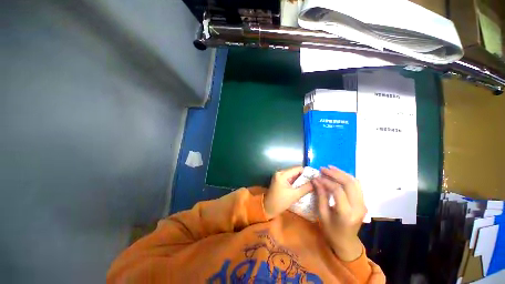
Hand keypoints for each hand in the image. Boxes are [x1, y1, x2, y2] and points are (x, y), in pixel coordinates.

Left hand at [264, 166, 313, 218]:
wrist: (268, 208)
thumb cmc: (280, 202)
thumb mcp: (294, 195)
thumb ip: (305, 188)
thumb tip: (315, 182)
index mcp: (282, 174)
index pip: (297, 169)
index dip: (307, 172)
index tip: (316, 176)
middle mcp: (280, 173)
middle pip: (295, 171)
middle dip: (304, 176)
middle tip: (315, 181)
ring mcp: (279, 177)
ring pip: (293, 175)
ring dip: (301, 179)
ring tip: (311, 183)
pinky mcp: (280, 181)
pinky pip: (290, 179)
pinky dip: (296, 182)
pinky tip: (303, 186)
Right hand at [313, 166, 366, 261]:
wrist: (346, 242)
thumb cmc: (331, 230)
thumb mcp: (322, 214)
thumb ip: (321, 195)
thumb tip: (316, 180)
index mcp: (346, 213)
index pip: (338, 191)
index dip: (326, 181)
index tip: (317, 176)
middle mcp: (358, 207)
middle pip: (349, 184)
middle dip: (335, 173)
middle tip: (323, 168)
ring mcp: (363, 204)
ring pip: (355, 182)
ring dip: (342, 173)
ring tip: (330, 168)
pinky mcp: (363, 202)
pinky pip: (357, 186)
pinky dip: (347, 177)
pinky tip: (339, 174)